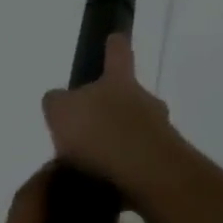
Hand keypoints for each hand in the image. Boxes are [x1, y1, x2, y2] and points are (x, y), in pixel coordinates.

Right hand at [41, 34, 181, 197]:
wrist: (147, 174)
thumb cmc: (100, 133)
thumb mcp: (61, 112)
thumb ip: (57, 102)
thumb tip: (60, 100)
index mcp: (118, 83)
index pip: (118, 54)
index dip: (114, 45)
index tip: (115, 37)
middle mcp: (145, 102)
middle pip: (129, 97)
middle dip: (113, 108)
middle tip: (90, 126)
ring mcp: (159, 133)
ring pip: (137, 130)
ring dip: (118, 143)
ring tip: (92, 165)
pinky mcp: (165, 165)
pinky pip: (140, 162)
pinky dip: (124, 170)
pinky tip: (105, 184)